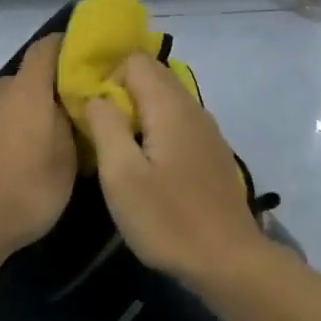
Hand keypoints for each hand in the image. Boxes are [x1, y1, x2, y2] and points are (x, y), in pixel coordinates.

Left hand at [0, 35, 76, 259]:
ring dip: (9, 122)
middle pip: (18, 84)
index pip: (44, 51)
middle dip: (36, 97)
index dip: (61, 47)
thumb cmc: (25, 192)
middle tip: (54, 123)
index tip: (76, 56)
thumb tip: (64, 108)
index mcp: (26, 94)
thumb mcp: (67, 164)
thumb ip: (67, 127)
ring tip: (21, 155)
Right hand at [83, 53, 269, 286]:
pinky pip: (179, 123)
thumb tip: (96, 95)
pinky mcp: (212, 152)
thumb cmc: (168, 219)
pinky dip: (158, 130)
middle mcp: (193, 107)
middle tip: (101, 131)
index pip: (135, 59)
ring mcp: (208, 130)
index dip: (106, 77)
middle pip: (153, 75)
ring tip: (120, 150)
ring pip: (166, 100)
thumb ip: (106, 125)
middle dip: (121, 92)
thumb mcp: (121, 174)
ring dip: (139, 113)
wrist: (228, 260)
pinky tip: (150, 166)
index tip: (92, 114)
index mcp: (170, 106)